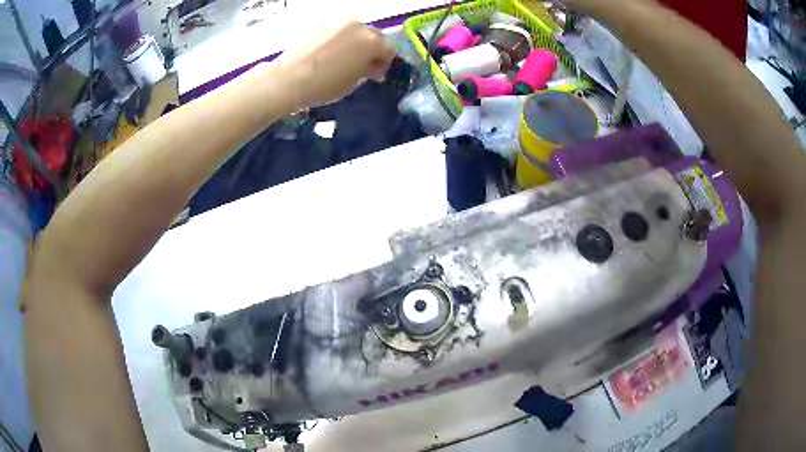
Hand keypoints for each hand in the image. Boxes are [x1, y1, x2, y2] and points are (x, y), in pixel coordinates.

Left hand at [274, 19, 395, 108]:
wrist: (290, 78)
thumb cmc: (326, 84)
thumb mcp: (353, 82)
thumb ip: (367, 70)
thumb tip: (371, 67)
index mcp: (373, 42)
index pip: (389, 51)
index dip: (383, 64)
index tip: (374, 75)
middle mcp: (360, 27)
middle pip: (374, 37)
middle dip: (372, 50)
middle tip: (362, 67)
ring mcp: (340, 23)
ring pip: (357, 32)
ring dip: (356, 43)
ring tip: (345, 59)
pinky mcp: (323, 24)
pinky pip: (339, 31)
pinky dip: (341, 40)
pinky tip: (331, 54)